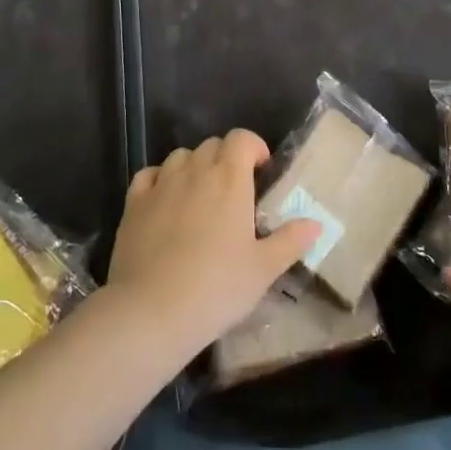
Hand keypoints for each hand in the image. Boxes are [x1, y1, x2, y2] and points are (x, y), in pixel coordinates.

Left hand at [105, 131, 320, 361]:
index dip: (253, 147)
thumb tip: (316, 223)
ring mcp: (161, 184)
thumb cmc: (217, 287)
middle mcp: (195, 170)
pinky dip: (160, 179)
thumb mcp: (263, 269)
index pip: (242, 138)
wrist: (152, 311)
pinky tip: (165, 200)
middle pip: (212, 145)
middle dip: (226, 158)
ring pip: (181, 157)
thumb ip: (290, 241)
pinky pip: (149, 175)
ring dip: (194, 167)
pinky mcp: (134, 203)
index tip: (261, 171)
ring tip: (200, 196)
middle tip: (234, 192)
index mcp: (230, 178)